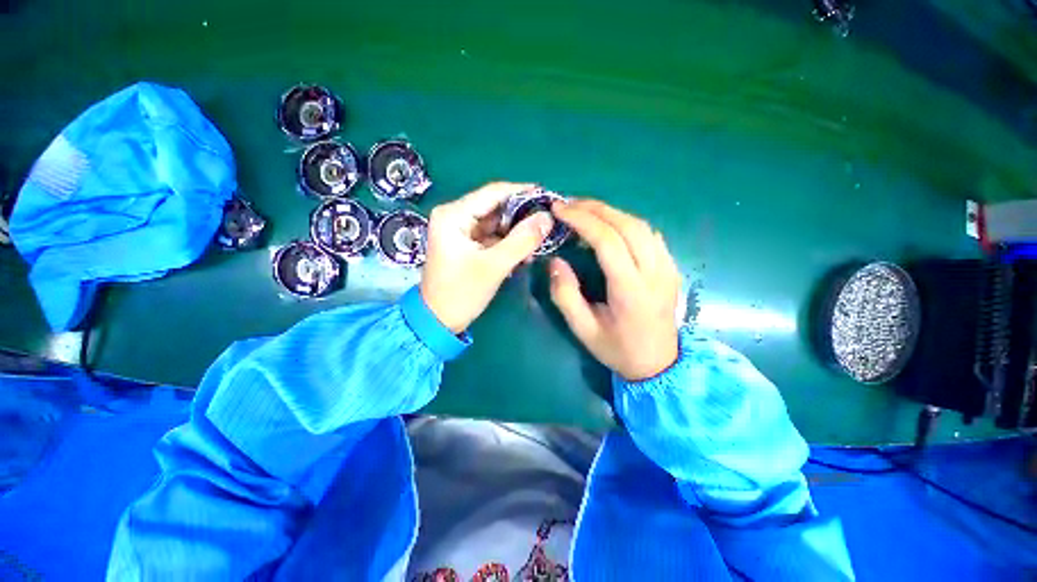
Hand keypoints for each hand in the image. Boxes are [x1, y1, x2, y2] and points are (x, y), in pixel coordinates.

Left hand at [420, 182, 553, 332]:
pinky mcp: (467, 244)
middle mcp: (455, 216)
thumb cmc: (462, 293)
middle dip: (522, 216)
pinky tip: (525, 253)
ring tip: (540, 241)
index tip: (548, 198)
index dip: (523, 192)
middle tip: (548, 223)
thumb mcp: (494, 266)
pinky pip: (493, 236)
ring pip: (497, 223)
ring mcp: (461, 231)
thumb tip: (547, 217)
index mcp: (454, 215)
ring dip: (518, 232)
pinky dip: (509, 243)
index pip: (494, 192)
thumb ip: (522, 240)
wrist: (439, 321)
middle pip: (496, 207)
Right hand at [549, 200, 680, 380]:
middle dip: (596, 209)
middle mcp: (655, 273)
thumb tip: (556, 261)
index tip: (559, 210)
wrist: (660, 364)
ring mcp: (668, 268)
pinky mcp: (671, 268)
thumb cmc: (618, 349)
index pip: (609, 241)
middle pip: (628, 225)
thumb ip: (565, 295)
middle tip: (569, 205)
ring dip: (611, 212)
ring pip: (641, 225)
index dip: (582, 220)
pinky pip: (649, 234)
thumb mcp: (583, 330)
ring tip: (585, 211)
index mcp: (631, 291)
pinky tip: (610, 227)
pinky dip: (626, 223)